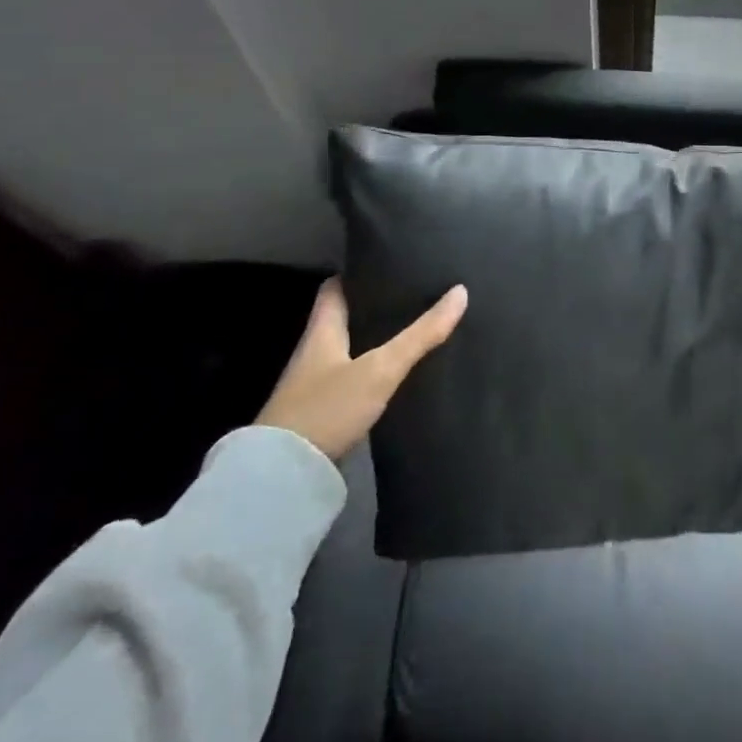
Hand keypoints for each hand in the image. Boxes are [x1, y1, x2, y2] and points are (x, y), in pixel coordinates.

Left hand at [256, 278, 466, 459]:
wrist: (281, 478)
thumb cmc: (327, 408)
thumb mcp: (381, 368)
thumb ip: (420, 334)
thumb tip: (460, 292)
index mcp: (321, 331)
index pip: (335, 288)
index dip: (358, 273)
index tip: (387, 263)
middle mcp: (313, 352)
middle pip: (343, 318)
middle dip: (373, 307)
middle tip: (411, 294)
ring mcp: (313, 385)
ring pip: (347, 349)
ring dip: (373, 340)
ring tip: (410, 328)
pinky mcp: (319, 414)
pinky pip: (349, 379)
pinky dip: (369, 371)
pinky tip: (393, 374)